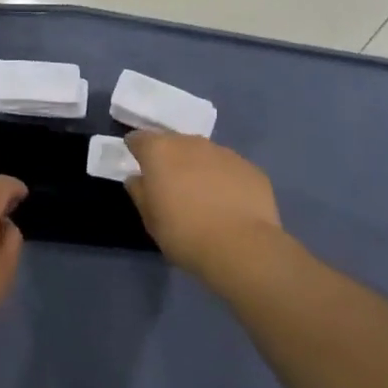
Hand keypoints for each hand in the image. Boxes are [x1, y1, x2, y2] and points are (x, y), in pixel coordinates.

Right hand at [124, 133, 281, 282]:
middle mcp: (191, 143)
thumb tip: (138, 179)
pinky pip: (230, 169)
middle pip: (174, 143)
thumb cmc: (184, 234)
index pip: (139, 139)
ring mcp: (224, 153)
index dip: (137, 151)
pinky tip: (230, 206)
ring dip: (199, 168)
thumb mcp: (151, 220)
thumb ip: (140, 193)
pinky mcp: (250, 168)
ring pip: (204, 155)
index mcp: (160, 151)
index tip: (139, 166)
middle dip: (170, 159)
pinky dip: (226, 181)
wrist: (242, 248)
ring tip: (204, 198)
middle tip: (172, 186)